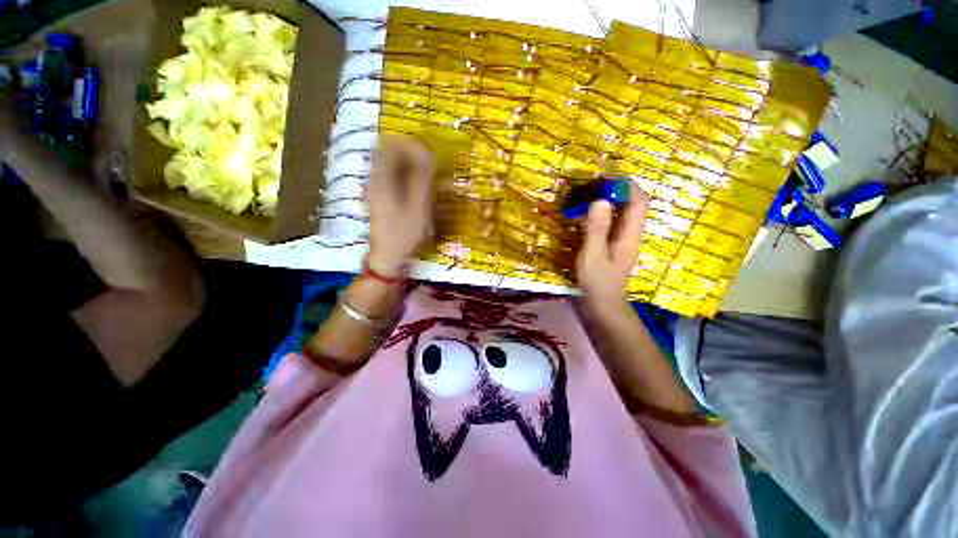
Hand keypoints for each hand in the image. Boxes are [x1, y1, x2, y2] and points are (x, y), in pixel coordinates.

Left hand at [366, 136, 436, 276]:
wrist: (388, 255)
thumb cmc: (404, 232)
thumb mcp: (419, 205)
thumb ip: (423, 177)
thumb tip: (428, 153)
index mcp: (382, 177)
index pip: (391, 143)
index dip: (411, 143)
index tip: (429, 154)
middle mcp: (374, 177)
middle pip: (389, 150)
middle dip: (412, 152)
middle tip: (430, 165)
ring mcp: (375, 187)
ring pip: (391, 163)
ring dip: (410, 164)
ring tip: (427, 176)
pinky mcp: (379, 195)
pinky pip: (391, 175)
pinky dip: (406, 175)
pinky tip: (417, 189)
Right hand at [576, 183, 649, 305]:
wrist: (601, 304)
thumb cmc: (598, 281)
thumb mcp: (593, 254)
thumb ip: (597, 228)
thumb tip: (601, 200)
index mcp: (630, 234)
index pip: (639, 202)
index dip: (627, 186)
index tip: (605, 179)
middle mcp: (629, 234)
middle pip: (630, 205)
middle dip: (613, 192)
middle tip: (590, 187)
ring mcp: (620, 240)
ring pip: (618, 214)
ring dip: (603, 203)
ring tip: (582, 199)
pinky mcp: (610, 245)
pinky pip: (607, 224)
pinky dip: (596, 217)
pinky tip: (579, 218)